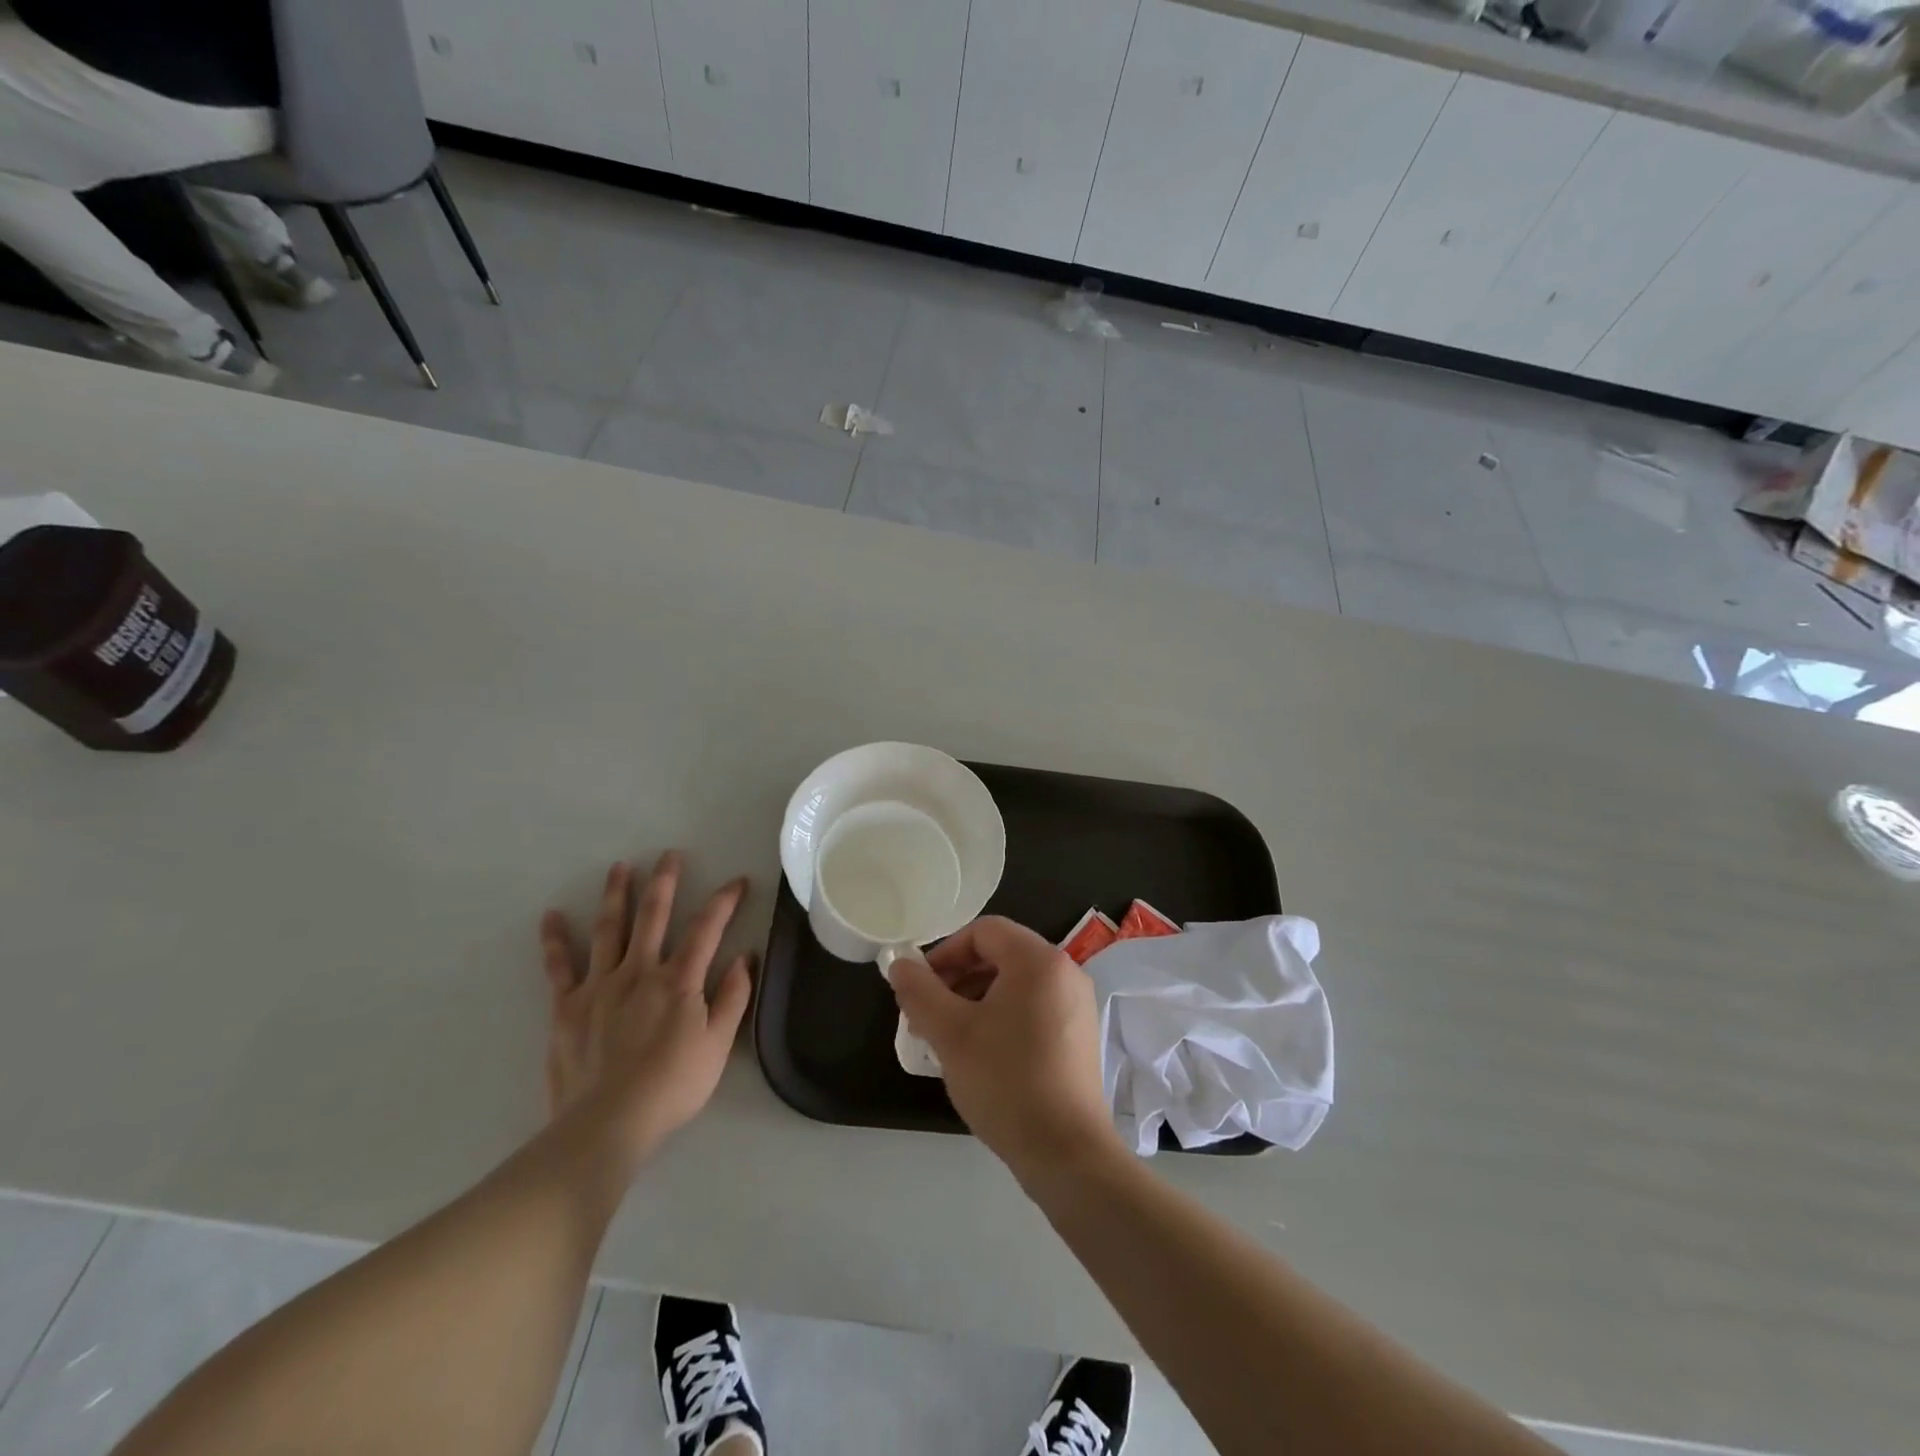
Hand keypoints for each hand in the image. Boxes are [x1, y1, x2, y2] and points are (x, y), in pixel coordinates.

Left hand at [539, 852, 751, 1172]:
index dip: (724, 901)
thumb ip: (733, 997)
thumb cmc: (672, 1086)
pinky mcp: (567, 1006)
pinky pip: (559, 967)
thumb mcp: (718, 1045)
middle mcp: (640, 971)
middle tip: (670, 855)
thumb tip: (745, 956)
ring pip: (610, 929)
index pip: (707, 929)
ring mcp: (600, 985)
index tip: (737, 881)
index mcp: (679, 981)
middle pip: (654, 916)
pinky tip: (552, 916)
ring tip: (620, 867)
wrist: (606, 1125)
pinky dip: (555, 940)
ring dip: (617, 895)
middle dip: (665, 882)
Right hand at [887, 916, 1123, 1182]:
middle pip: (1001, 954)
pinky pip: (1033, 1006)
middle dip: (958, 978)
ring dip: (976, 998)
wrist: (1067, 1152)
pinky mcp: (1080, 1034)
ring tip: (948, 1037)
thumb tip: (900, 964)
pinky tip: (982, 1053)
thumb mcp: (950, 1034)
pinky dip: (1002, 1016)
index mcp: (1038, 960)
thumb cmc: (1006, 1082)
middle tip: (928, 1014)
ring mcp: (1077, 1003)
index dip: (945, 952)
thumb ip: (919, 991)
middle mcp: (1065, 971)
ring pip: (1016, 983)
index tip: (920, 987)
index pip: (983, 931)